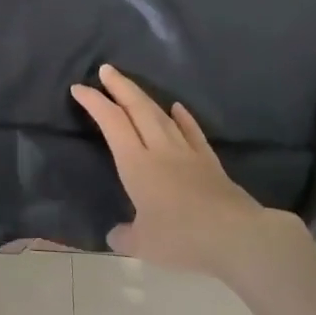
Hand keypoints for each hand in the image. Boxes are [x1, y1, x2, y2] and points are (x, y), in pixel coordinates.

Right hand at [71, 64, 305, 276]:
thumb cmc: (182, 238)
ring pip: (161, 115)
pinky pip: (192, 132)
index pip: (111, 123)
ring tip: (132, 86)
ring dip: (144, 97)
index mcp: (136, 164)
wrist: (236, 237)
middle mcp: (159, 149)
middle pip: (137, 109)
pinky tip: (177, 107)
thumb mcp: (143, 245)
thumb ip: (125, 237)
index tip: (79, 88)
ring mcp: (187, 152)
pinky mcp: (209, 161)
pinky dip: (183, 117)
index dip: (94, 102)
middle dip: (119, 87)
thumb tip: (114, 235)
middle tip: (106, 69)